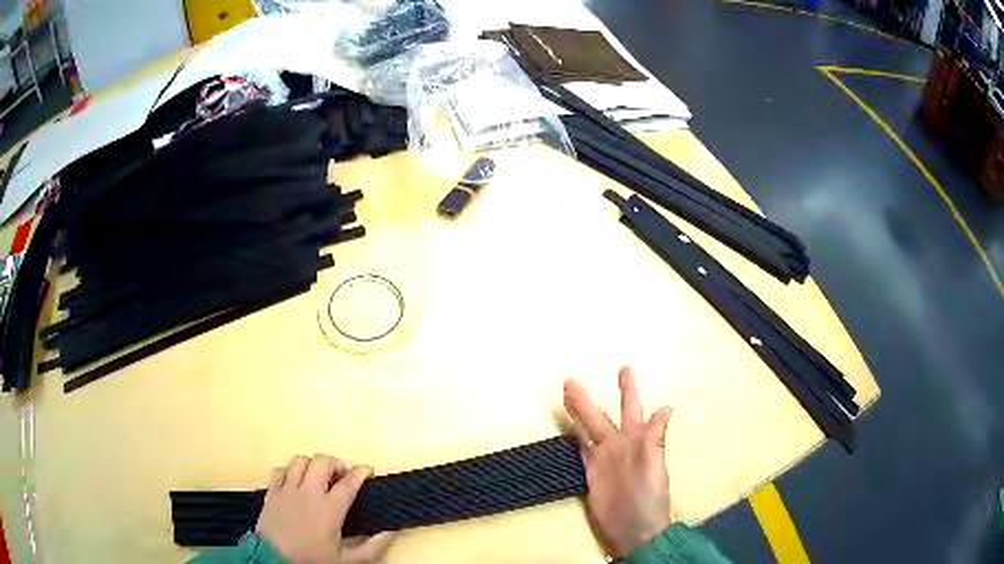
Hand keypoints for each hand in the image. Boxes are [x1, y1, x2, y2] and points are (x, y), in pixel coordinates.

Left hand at [255, 455, 395, 562]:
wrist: (275, 560)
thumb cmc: (313, 559)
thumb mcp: (348, 560)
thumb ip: (373, 547)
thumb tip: (390, 531)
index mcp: (330, 509)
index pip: (349, 482)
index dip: (361, 472)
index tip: (368, 470)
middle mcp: (309, 492)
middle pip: (322, 461)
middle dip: (336, 463)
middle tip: (342, 476)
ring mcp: (287, 489)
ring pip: (300, 461)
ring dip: (312, 465)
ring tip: (318, 477)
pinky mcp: (271, 491)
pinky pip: (280, 470)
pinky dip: (290, 472)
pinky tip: (295, 483)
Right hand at [564, 367, 672, 556]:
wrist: (635, 528)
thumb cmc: (649, 497)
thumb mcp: (655, 467)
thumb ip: (656, 439)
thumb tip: (666, 408)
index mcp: (638, 440)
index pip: (632, 410)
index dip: (629, 391)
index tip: (625, 368)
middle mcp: (619, 446)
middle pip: (599, 418)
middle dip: (586, 400)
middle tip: (570, 380)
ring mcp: (603, 460)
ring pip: (587, 431)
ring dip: (576, 415)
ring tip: (564, 397)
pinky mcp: (591, 474)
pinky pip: (582, 452)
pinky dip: (575, 439)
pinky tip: (568, 429)